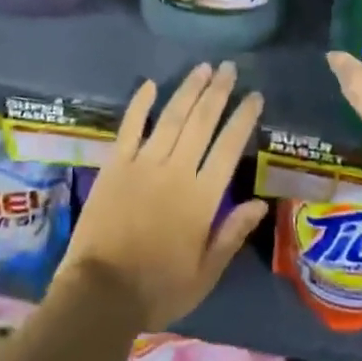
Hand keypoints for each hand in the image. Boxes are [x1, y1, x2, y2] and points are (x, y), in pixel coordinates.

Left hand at [59, 61, 269, 331]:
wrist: (101, 293)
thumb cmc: (158, 288)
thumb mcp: (205, 273)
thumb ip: (231, 234)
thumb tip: (260, 203)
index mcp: (202, 198)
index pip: (229, 148)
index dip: (243, 119)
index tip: (255, 96)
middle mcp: (176, 171)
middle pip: (201, 122)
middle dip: (218, 92)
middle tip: (229, 67)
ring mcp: (143, 164)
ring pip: (171, 117)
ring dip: (188, 90)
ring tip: (203, 68)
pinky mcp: (115, 164)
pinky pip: (130, 127)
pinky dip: (140, 104)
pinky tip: (150, 84)